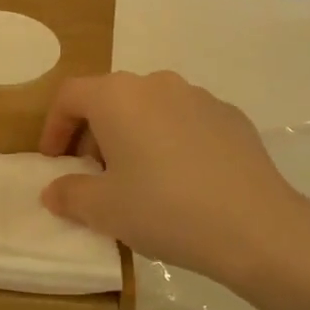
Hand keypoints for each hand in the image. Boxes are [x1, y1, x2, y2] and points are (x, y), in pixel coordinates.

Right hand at [38, 70, 309, 286]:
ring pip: (148, 108)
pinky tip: (181, 180)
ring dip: (131, 135)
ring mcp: (198, 96)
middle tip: (93, 175)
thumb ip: (69, 194)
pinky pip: (184, 121)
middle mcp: (156, 83)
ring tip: (138, 179)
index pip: (70, 95)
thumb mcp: (104, 209)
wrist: (256, 226)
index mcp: (118, 96)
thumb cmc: (165, 209)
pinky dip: (169, 140)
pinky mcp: (229, 116)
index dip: (53, 126)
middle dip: (93, 133)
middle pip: (109, 98)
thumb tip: (54, 190)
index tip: (53, 162)